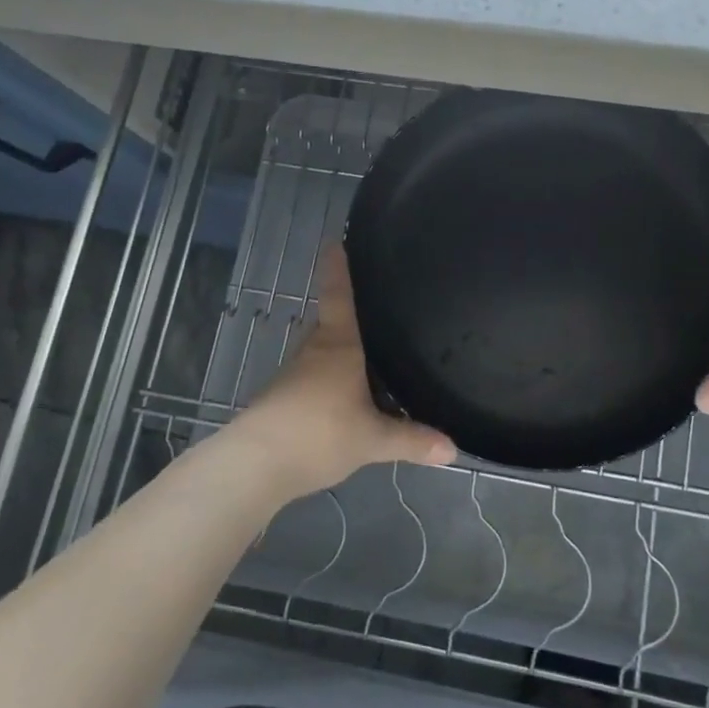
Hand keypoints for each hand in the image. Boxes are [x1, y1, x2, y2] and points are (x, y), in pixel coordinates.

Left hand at [231, 245, 455, 498]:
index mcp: (339, 346)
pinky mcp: (282, 401)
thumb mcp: (373, 439)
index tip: (334, 241)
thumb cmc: (318, 433)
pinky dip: (331, 384)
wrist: (254, 465)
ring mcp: (294, 376)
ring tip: (370, 362)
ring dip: (342, 356)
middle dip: (350, 318)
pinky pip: (315, 382)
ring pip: (323, 356)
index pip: (339, 296)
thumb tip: (454, 450)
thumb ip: (412, 440)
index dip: (338, 269)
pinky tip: (345, 403)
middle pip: (332, 325)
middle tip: (377, 311)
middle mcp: (315, 351)